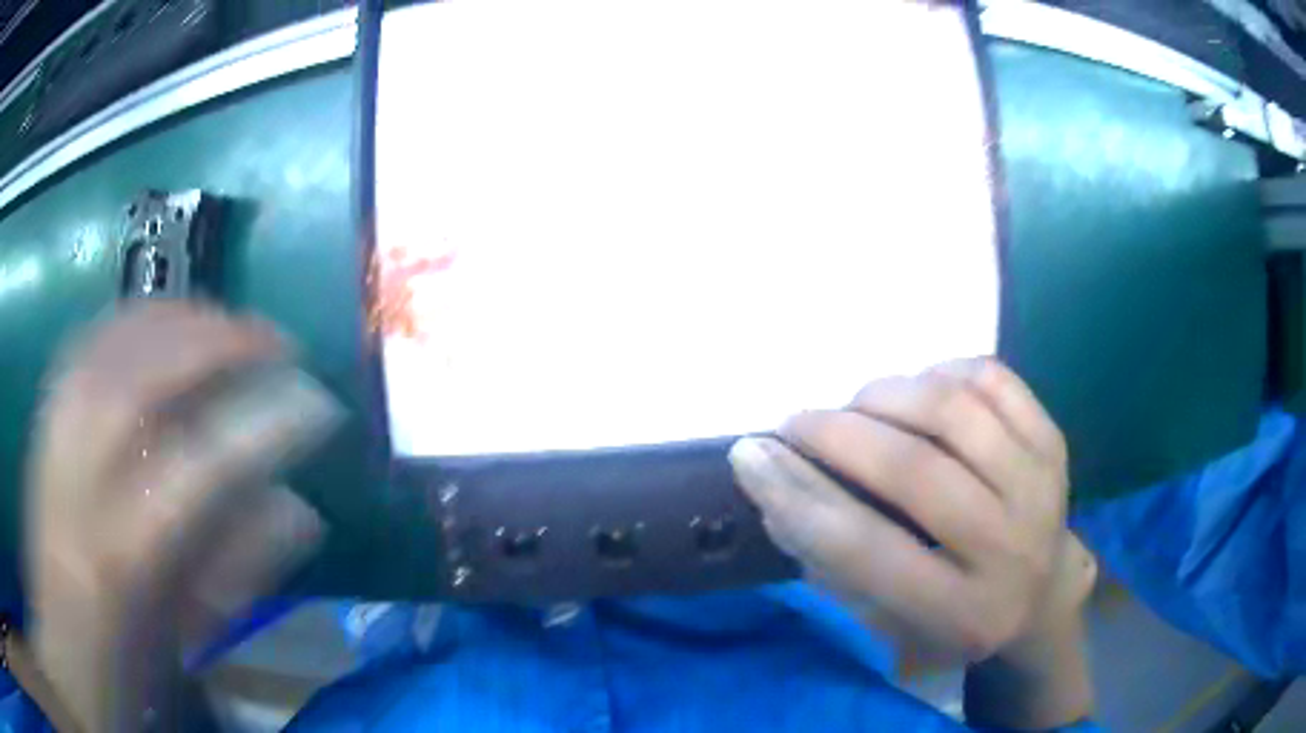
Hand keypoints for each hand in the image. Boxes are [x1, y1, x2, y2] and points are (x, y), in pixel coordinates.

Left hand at [26, 302, 339, 731]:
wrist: (60, 636)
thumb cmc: (123, 660)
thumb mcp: (187, 637)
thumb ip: (239, 569)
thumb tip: (304, 511)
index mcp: (121, 554)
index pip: (201, 467)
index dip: (266, 426)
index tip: (321, 405)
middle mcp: (80, 476)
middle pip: (147, 373)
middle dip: (220, 343)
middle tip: (276, 342)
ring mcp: (54, 431)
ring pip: (114, 340)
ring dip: (181, 319)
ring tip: (228, 324)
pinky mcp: (44, 411)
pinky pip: (90, 337)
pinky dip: (133, 319)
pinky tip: (163, 322)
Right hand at [728, 358, 1080, 664]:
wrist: (1043, 598)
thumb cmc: (953, 619)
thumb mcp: (889, 621)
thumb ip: (831, 563)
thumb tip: (774, 483)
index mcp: (962, 613)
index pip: (866, 548)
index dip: (797, 495)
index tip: (750, 454)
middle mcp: (1011, 550)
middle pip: (914, 471)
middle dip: (837, 435)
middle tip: (797, 423)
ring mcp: (1041, 488)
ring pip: (953, 411)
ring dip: (887, 394)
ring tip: (858, 406)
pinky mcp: (1053, 444)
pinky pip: (992, 379)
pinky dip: (942, 370)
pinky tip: (919, 389)